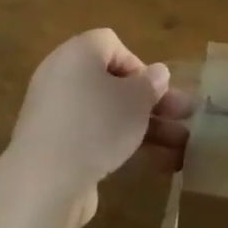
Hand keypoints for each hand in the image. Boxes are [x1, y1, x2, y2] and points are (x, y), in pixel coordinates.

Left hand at [11, 29, 193, 227]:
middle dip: (152, 102)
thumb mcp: (135, 100)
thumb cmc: (96, 124)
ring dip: (147, 128)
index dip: (137, 63)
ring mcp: (58, 116)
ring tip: (183, 147)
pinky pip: (96, 139)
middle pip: (114, 84)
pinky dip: (125, 147)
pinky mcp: (57, 149)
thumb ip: (150, 84)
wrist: (44, 182)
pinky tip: (160, 165)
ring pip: (110, 115)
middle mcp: (63, 78)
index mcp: (77, 54)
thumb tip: (157, 73)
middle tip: (183, 117)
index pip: (110, 44)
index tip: (154, 89)